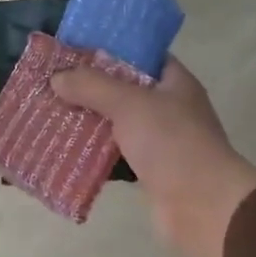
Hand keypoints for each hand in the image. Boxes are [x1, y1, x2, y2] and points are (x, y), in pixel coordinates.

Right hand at [52, 56, 255, 256]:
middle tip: (55, 82)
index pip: (142, 55)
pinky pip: (116, 156)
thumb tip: (57, 78)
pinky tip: (66, 150)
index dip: (111, 50)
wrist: (203, 206)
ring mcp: (161, 142)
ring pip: (117, 124)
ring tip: (53, 113)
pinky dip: (94, 154)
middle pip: (125, 90)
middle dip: (91, 88)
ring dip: (89, 122)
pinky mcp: (149, 171)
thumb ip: (92, 86)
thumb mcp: (129, 103)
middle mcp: (170, 108)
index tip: (76, 50)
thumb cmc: (172, 142)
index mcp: (175, 82)